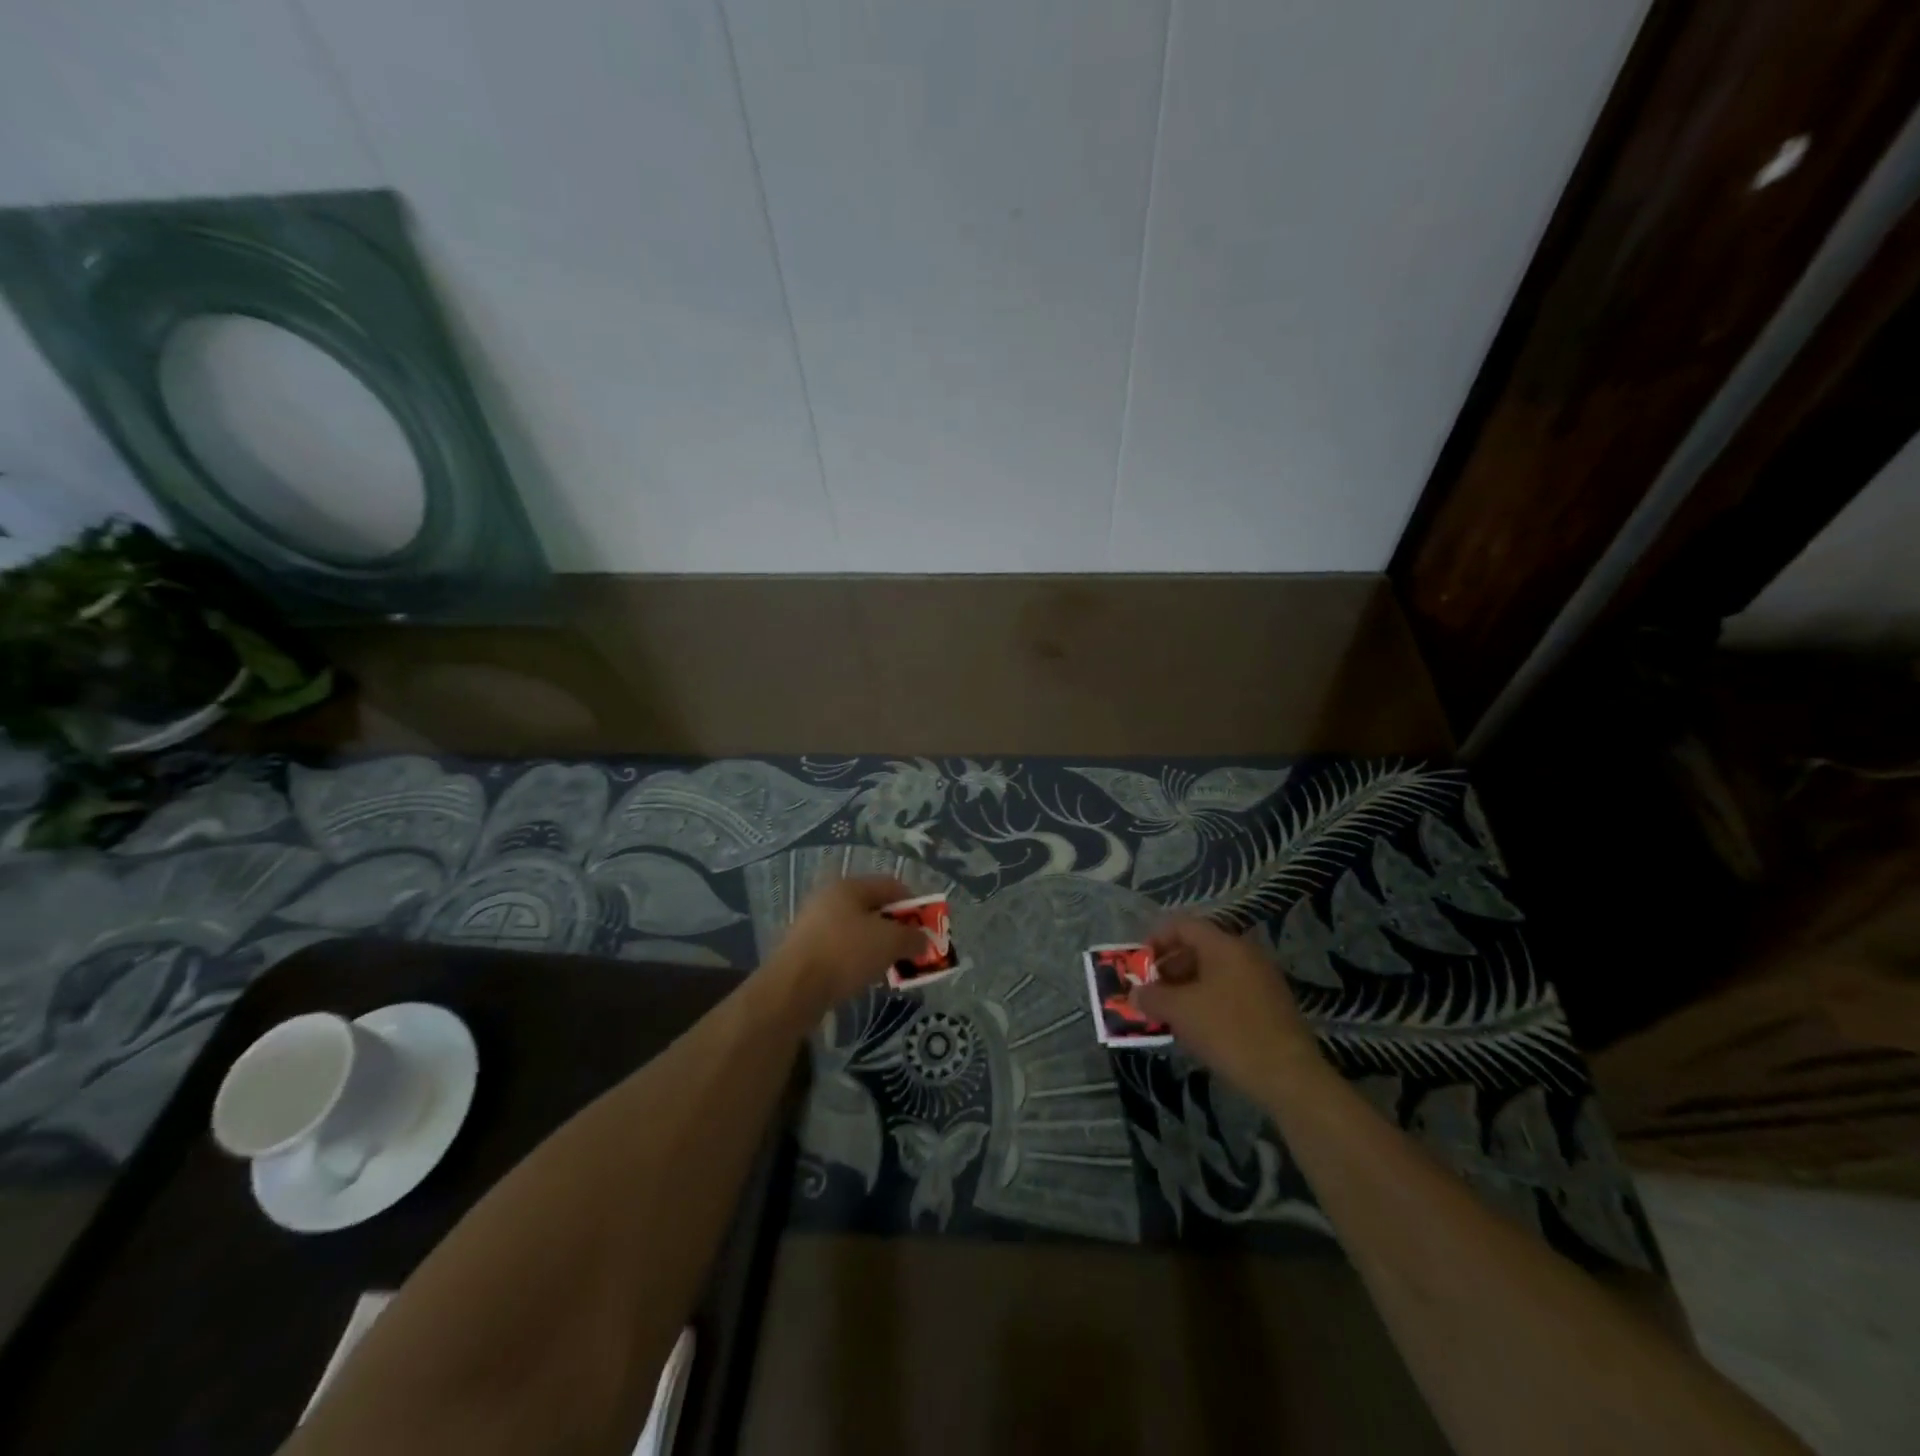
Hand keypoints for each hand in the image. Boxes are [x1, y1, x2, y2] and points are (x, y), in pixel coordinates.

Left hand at [765, 876, 922, 1019]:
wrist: (793, 989)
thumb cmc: (845, 953)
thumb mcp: (890, 942)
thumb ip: (913, 937)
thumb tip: (925, 940)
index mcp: (849, 886)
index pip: (892, 885)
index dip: (914, 904)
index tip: (927, 928)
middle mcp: (829, 898)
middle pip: (874, 908)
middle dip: (896, 929)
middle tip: (911, 950)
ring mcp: (814, 924)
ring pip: (858, 931)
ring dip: (878, 947)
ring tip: (890, 968)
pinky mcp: (805, 950)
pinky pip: (842, 949)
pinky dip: (857, 960)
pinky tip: (864, 978)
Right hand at [1135, 918, 1320, 1101]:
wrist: (1289, 1077)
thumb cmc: (1228, 1032)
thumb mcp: (1180, 1012)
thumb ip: (1152, 996)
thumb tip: (1135, 992)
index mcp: (1224, 945)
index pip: (1182, 925)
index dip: (1156, 939)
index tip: (1139, 964)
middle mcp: (1245, 954)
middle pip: (1198, 947)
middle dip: (1169, 967)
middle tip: (1151, 991)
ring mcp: (1262, 979)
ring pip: (1214, 972)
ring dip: (1186, 987)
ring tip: (1168, 1013)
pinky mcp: (1271, 1006)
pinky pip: (1230, 991)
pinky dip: (1207, 1001)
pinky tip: (1197, 1028)